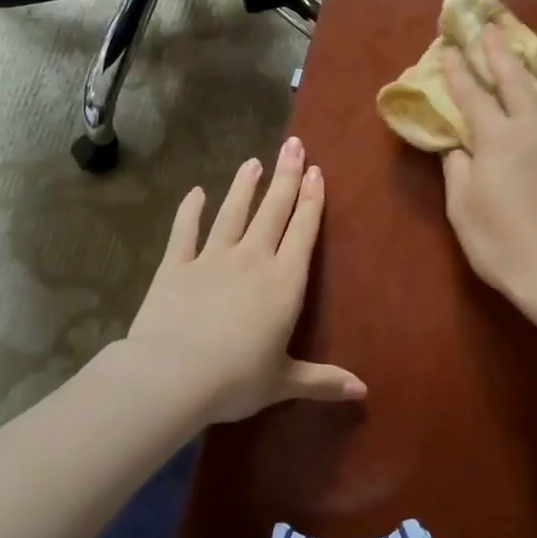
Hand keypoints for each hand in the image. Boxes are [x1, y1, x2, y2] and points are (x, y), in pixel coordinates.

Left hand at [125, 137, 365, 426]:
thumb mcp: (284, 382)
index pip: (303, 232)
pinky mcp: (175, 266)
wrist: (173, 374)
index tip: (316, 171)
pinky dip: (190, 211)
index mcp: (284, 282)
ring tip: (253, 161)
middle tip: (294, 145)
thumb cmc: (237, 379)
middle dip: (286, 177)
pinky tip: (195, 192)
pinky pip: (185, 232)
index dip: (311, 201)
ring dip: (244, 186)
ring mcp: (211, 258)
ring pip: (233, 213)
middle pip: (273, 211)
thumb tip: (363, 392)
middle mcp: (252, 259)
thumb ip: (323, 381)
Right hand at [440, 28, 536, 309]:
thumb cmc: (501, 245)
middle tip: (490, 29)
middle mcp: (536, 126)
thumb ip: (458, 168)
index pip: (472, 95)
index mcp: (497, 138)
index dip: (457, 71)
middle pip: (516, 79)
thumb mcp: (462, 209)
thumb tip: (457, 144)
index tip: (448, 49)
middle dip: (499, 51)